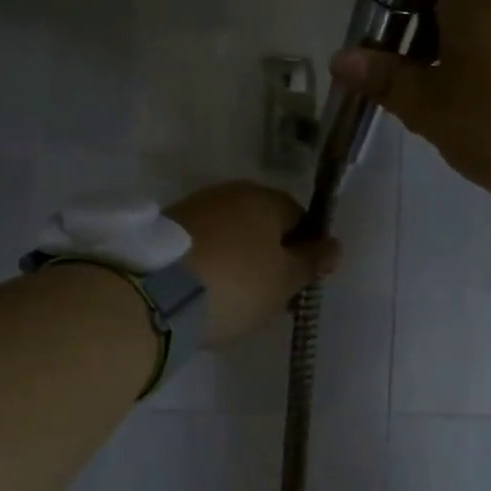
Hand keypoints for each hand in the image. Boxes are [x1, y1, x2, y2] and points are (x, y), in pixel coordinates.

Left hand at [167, 182, 339, 343]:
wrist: (156, 293)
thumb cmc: (236, 285)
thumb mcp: (284, 281)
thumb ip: (311, 261)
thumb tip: (334, 245)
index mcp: (265, 198)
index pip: (299, 218)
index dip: (304, 251)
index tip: (297, 284)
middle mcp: (230, 192)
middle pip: (262, 224)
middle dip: (269, 255)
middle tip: (267, 295)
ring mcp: (194, 207)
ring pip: (231, 234)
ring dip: (238, 259)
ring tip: (233, 298)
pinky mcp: (165, 228)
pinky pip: (202, 244)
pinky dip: (209, 263)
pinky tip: (205, 290)